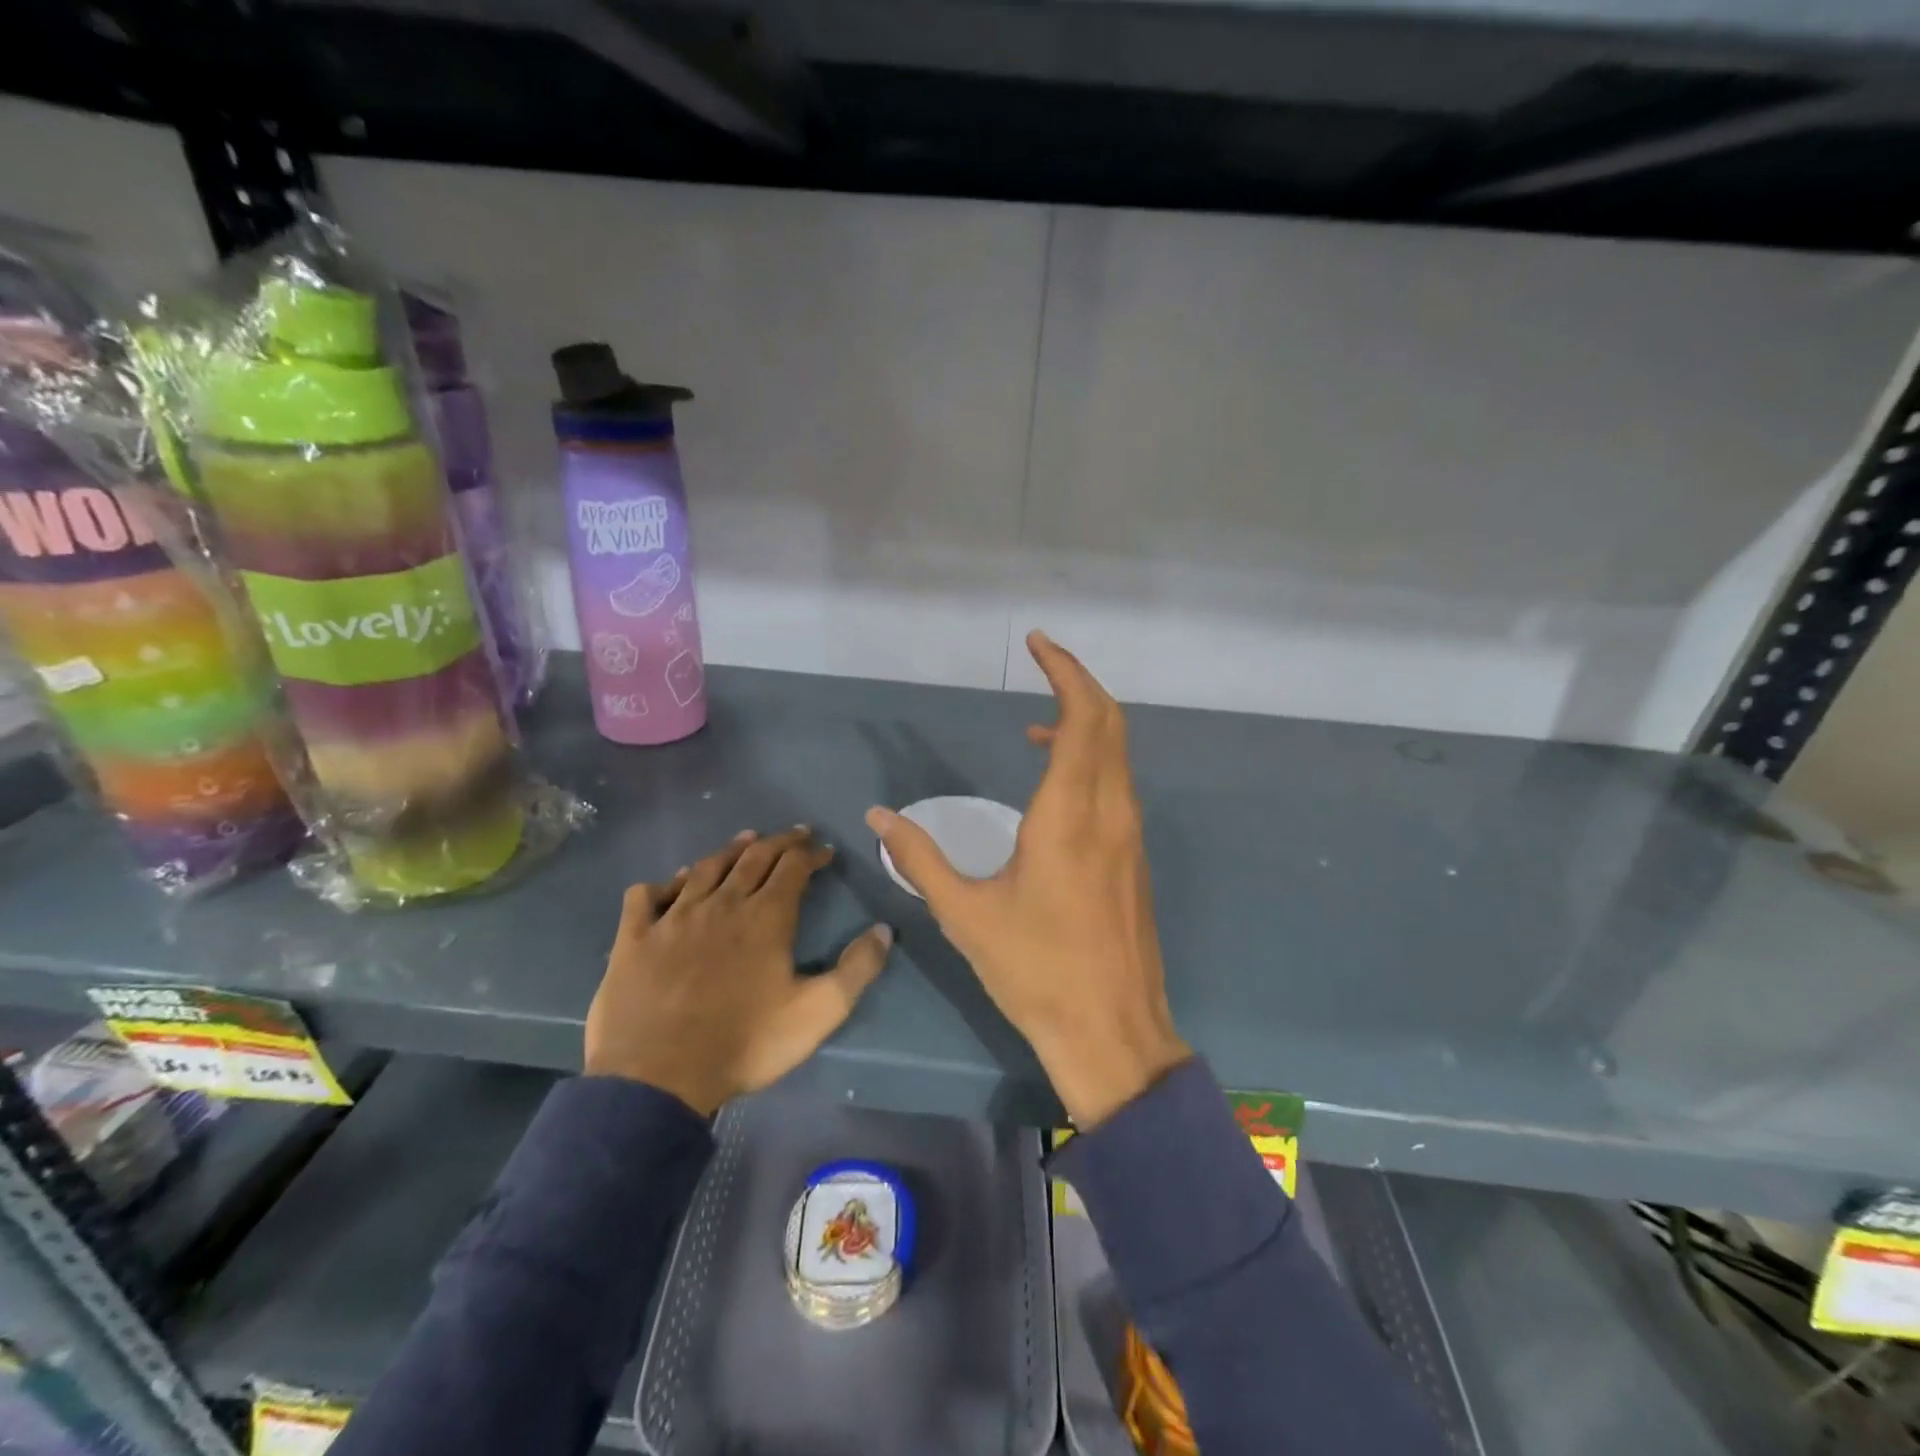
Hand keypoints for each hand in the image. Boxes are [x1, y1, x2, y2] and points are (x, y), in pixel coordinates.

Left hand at [586, 827, 893, 1115]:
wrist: (657, 1078)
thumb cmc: (744, 1043)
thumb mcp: (818, 1013)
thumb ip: (856, 970)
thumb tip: (884, 930)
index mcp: (766, 917)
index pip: (793, 867)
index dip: (811, 854)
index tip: (825, 851)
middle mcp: (721, 904)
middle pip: (753, 857)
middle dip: (779, 842)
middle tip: (795, 834)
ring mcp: (673, 917)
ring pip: (706, 868)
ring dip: (730, 850)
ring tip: (746, 840)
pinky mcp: (634, 937)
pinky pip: (648, 895)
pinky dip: (665, 882)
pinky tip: (674, 883)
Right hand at [867, 632, 1188, 1126]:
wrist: (1112, 1031)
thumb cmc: (1035, 971)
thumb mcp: (966, 914)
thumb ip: (919, 859)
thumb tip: (878, 816)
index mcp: (1070, 815)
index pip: (1083, 717)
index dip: (1064, 671)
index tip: (1036, 643)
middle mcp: (1109, 812)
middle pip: (1109, 722)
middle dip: (1077, 682)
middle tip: (1040, 662)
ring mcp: (1130, 835)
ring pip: (1118, 754)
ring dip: (1084, 724)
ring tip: (1033, 728)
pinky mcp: (1134, 857)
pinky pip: (1117, 784)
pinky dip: (1091, 760)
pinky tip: (1054, 786)